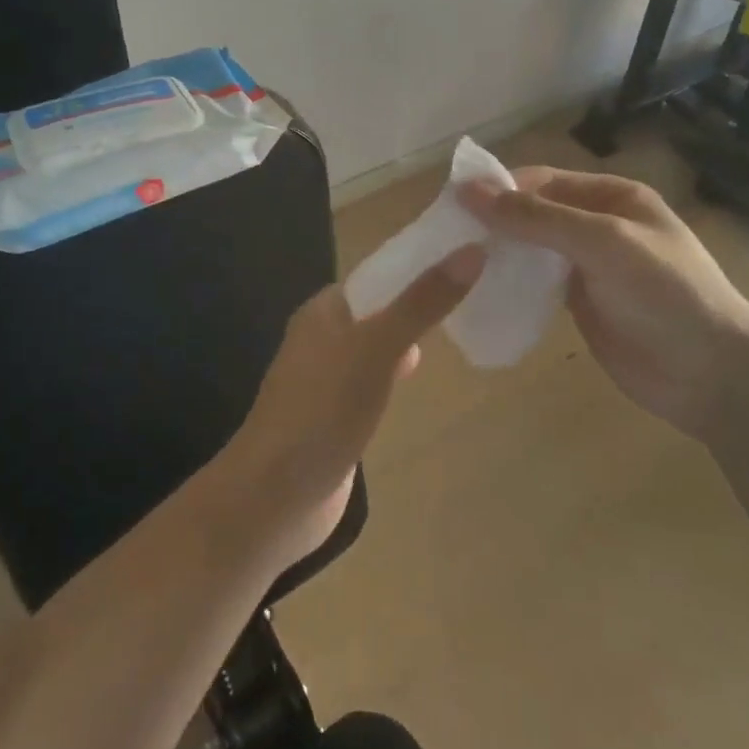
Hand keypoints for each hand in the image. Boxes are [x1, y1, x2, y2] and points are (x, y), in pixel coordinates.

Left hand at [218, 245, 484, 565]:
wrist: (274, 499)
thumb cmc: (322, 411)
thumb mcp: (377, 348)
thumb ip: (422, 302)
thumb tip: (473, 250)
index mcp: (324, 310)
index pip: (378, 274)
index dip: (419, 265)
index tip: (468, 259)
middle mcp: (322, 337)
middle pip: (380, 309)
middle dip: (420, 302)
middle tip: (474, 295)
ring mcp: (326, 379)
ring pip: (377, 345)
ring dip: (409, 338)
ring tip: (458, 328)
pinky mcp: (335, 416)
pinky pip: (373, 381)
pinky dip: (396, 374)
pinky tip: (417, 379)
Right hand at [464, 168, 748, 440]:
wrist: (714, 375)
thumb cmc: (665, 293)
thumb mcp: (602, 243)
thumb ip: (537, 218)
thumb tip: (469, 190)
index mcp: (612, 196)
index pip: (542, 181)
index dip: (499, 189)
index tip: (451, 207)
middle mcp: (598, 225)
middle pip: (534, 213)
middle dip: (494, 222)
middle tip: (443, 238)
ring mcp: (590, 267)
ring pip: (532, 249)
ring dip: (498, 252)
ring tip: (452, 263)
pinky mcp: (582, 304)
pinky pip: (537, 283)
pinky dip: (510, 282)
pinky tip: (480, 290)